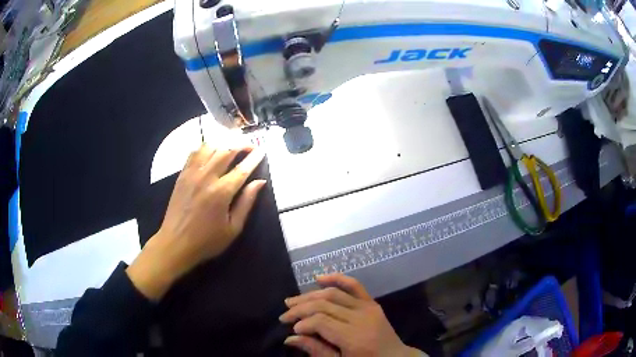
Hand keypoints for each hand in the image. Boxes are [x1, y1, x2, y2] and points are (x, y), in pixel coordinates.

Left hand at [126, 144, 265, 300]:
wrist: (175, 243)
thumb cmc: (207, 240)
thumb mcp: (233, 228)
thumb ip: (246, 203)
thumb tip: (260, 182)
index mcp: (222, 192)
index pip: (242, 169)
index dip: (254, 158)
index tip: (262, 150)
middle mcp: (206, 177)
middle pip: (226, 151)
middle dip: (241, 144)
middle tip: (250, 145)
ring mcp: (192, 174)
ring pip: (209, 147)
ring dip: (223, 143)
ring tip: (232, 146)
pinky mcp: (182, 175)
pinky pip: (194, 153)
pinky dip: (205, 147)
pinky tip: (211, 151)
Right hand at [280, 274, 423, 356]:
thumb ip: (316, 350)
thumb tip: (290, 338)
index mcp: (354, 338)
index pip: (321, 321)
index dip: (302, 322)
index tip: (291, 328)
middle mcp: (361, 318)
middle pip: (325, 305)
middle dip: (301, 308)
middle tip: (285, 315)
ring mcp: (368, 308)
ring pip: (334, 294)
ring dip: (310, 295)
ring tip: (292, 301)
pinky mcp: (372, 303)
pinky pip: (354, 285)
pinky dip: (337, 278)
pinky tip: (319, 278)